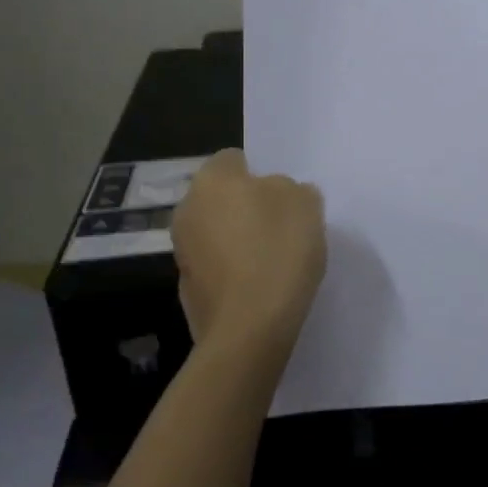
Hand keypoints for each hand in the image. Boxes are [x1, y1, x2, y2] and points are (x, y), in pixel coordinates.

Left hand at [171, 150, 326, 353]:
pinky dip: (235, 272)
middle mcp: (187, 209)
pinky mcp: (188, 289)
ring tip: (275, 261)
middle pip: (223, 197)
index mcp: (211, 179)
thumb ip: (291, 188)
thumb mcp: (305, 203)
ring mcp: (182, 251)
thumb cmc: (278, 251)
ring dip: (240, 241)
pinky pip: (217, 268)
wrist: (250, 328)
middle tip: (283, 227)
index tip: (285, 197)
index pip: (234, 159)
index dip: (262, 174)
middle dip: (247, 208)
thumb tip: (278, 194)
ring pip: (218, 233)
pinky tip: (260, 287)